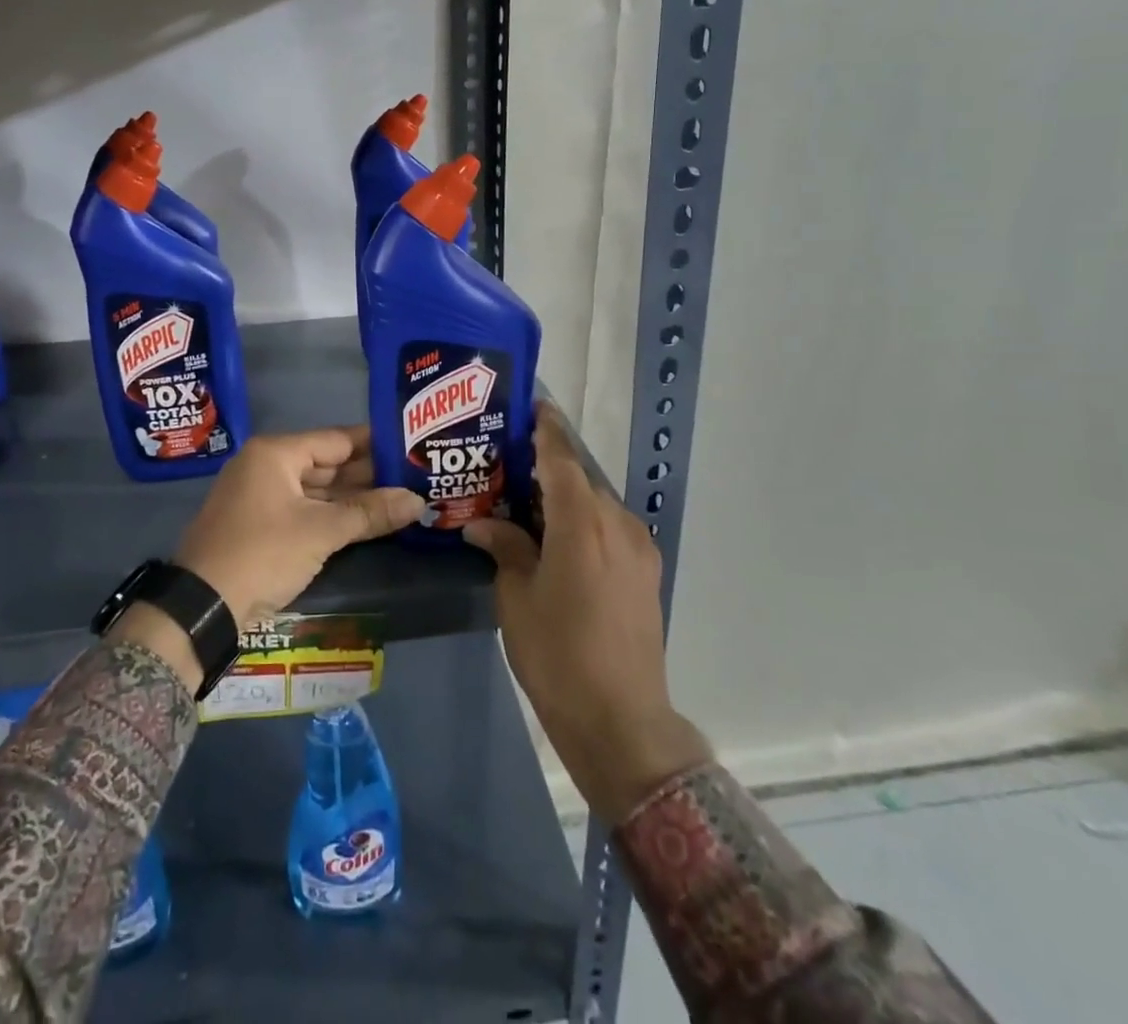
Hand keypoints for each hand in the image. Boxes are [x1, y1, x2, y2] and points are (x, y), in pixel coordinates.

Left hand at [175, 425, 425, 627]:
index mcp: (275, 453)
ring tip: (400, 499)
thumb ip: (370, 513)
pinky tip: (365, 522)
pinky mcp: (260, 526)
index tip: (411, 446)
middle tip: (414, 476)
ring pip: (317, 490)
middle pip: (327, 464)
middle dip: (369, 474)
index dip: (375, 443)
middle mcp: (266, 467)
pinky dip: (332, 516)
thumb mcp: (321, 531)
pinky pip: (304, 510)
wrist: (202, 607)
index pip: (337, 439)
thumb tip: (418, 501)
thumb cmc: (263, 552)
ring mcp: (261, 497)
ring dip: (353, 498)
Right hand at [466, 403, 711, 819]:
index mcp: (584, 522)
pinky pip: (609, 528)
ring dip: (564, 496)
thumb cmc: (558, 654)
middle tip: (506, 464)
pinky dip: (582, 520)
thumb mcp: (517, 598)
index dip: (546, 428)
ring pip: (596, 503)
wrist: (621, 721)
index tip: (529, 405)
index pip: (562, 457)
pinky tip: (554, 537)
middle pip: (579, 478)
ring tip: (525, 502)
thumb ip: (505, 547)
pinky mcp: (645, 571)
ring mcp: (638, 548)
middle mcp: (618, 523)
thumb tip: (482, 522)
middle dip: (547, 466)